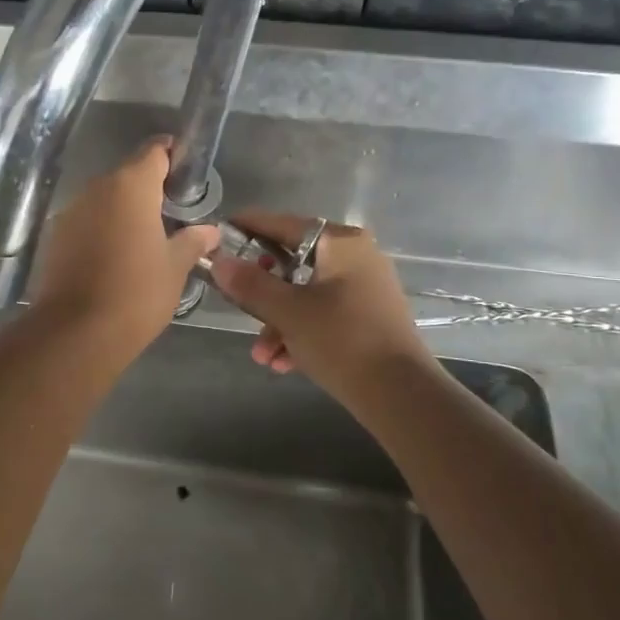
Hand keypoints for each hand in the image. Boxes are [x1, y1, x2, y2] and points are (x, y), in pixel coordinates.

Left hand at [31, 138, 219, 357]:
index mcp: (131, 185)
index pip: (155, 150)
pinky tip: (117, 258)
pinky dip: (103, 230)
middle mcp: (97, 188)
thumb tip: (210, 231)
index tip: (188, 173)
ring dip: (125, 211)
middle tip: (174, 214)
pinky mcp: (55, 237)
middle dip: (151, 189)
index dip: (174, 155)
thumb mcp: (175, 267)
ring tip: (147, 240)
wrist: (76, 332)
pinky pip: (87, 222)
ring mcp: (71, 211)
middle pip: (129, 175)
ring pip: (105, 200)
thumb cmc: (136, 292)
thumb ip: (193, 241)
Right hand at [208, 214, 430, 396]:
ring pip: (306, 295)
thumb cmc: (341, 339)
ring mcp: (365, 288)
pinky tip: (283, 363)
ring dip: (278, 323)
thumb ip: (250, 283)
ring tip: (262, 355)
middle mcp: (356, 257)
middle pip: (293, 263)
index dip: (250, 228)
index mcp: (341, 243)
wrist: (401, 394)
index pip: (285, 224)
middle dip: (262, 295)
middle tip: (239, 305)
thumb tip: (219, 261)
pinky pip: (323, 315)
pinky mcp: (368, 318)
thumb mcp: (287, 311)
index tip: (220, 233)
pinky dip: (301, 333)